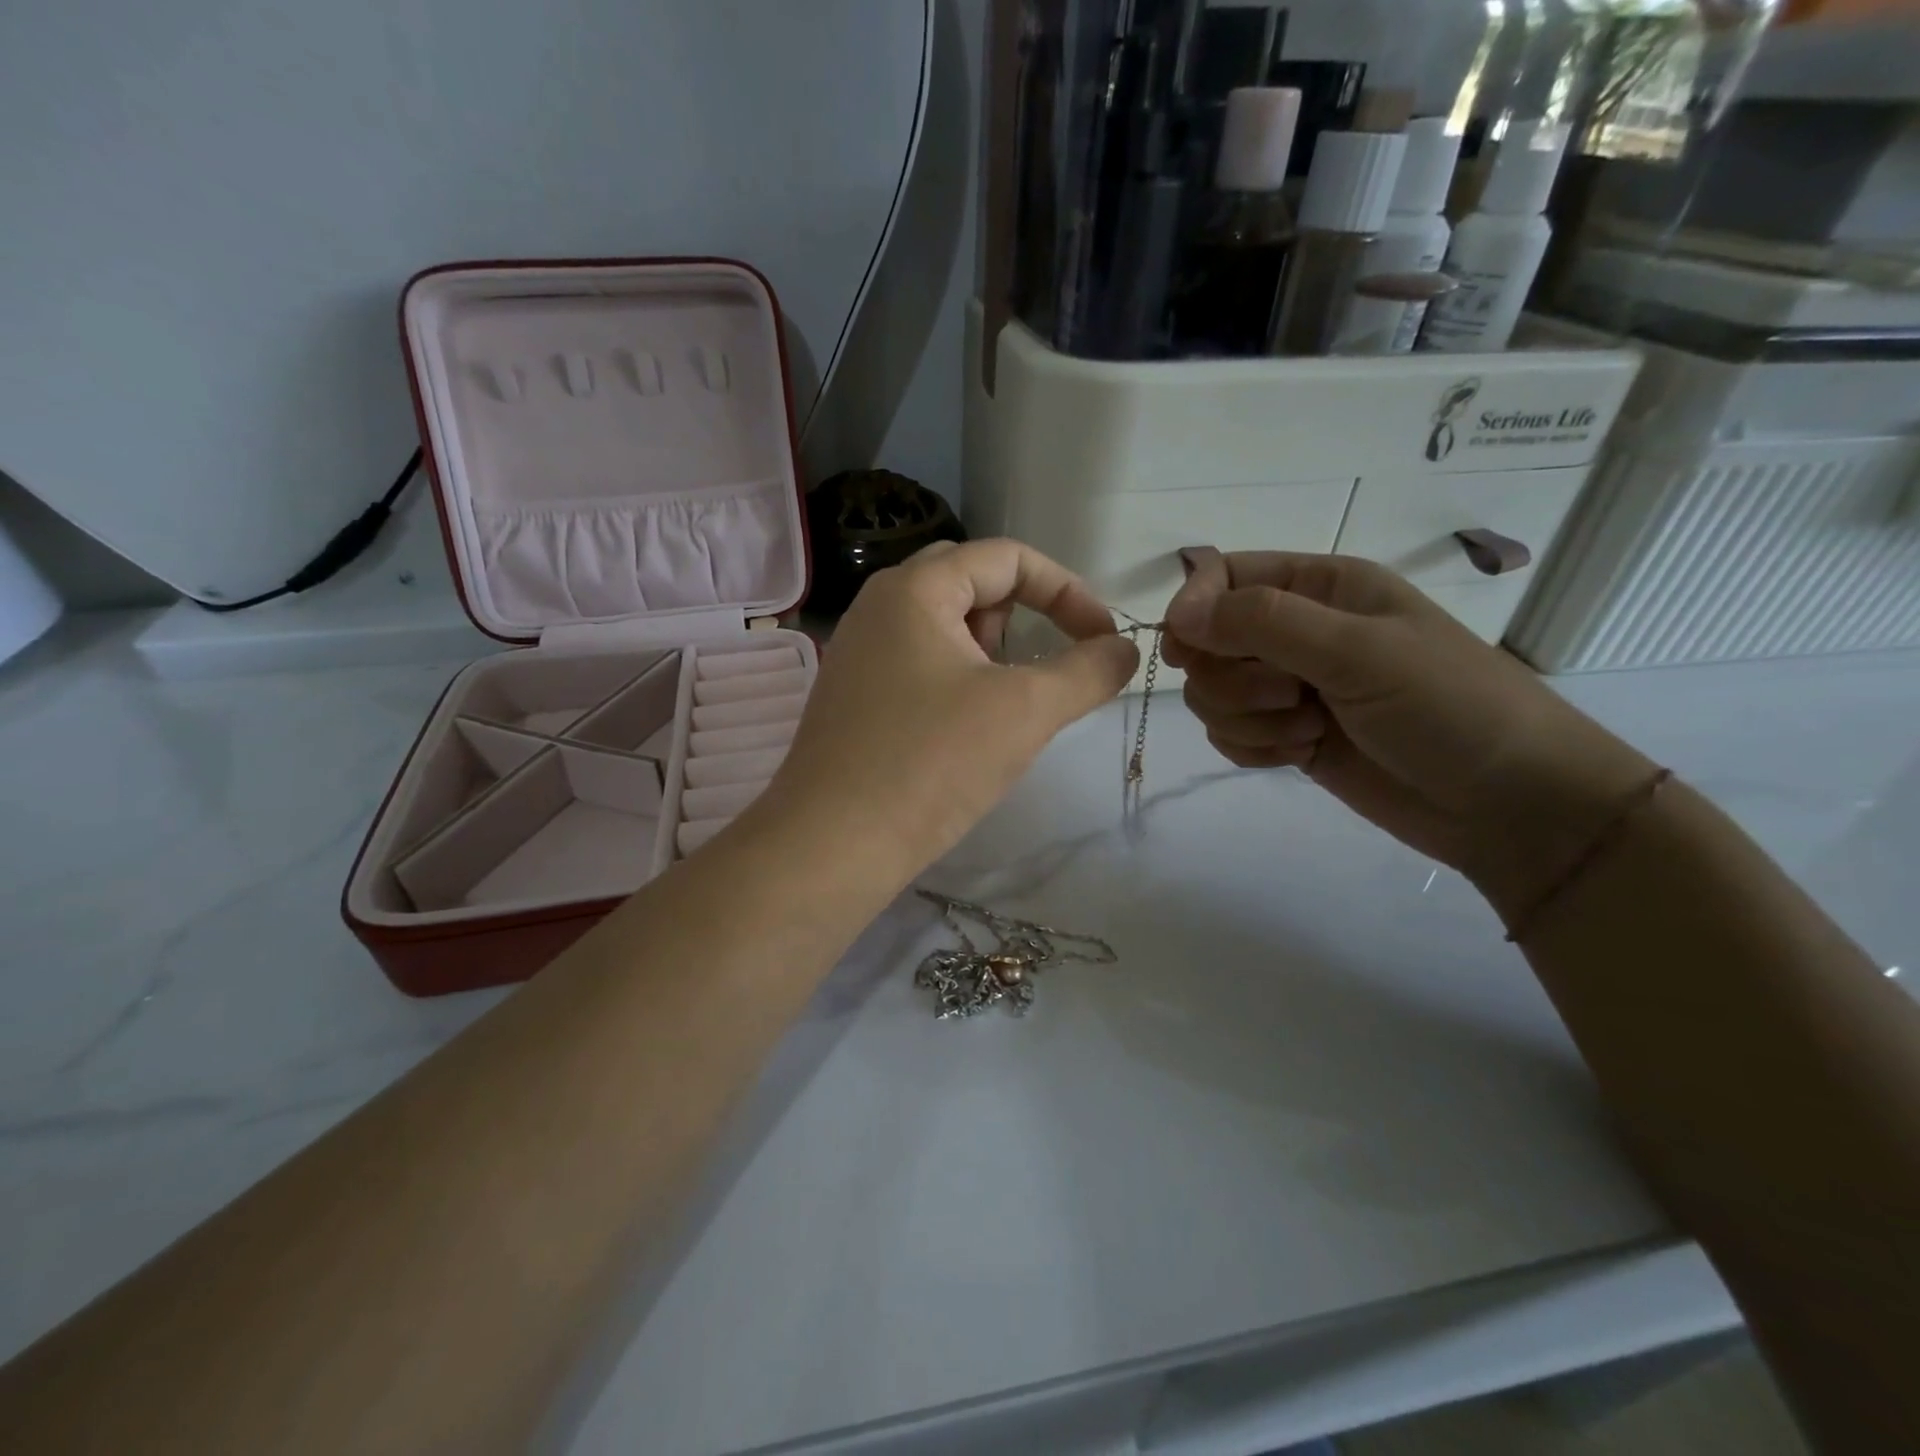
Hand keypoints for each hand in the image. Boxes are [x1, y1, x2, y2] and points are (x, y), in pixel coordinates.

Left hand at [766, 539, 1138, 877]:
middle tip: (1037, 674)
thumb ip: (1087, 671)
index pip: (1007, 558)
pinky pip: (921, 665)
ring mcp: (860, 653)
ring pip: (946, 629)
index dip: (1067, 591)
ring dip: (992, 656)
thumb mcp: (1025, 710)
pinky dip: (959, 682)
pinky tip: (964, 733)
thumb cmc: (931, 763)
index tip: (1103, 640)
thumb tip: (1124, 649)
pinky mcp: (855, 697)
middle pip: (973, 585)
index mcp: (914, 589)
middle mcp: (879, 607)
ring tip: (1002, 709)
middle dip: (1024, 620)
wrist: (832, 846)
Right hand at [1164, 548, 1657, 922]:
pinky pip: (1230, 734)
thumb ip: (1262, 623)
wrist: (1508, 803)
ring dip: (1248, 718)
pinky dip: (1254, 747)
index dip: (1195, 608)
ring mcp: (1291, 688)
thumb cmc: (1448, 706)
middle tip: (1289, 694)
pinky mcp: (1288, 735)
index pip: (1223, 577)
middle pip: (1208, 643)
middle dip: (1232, 678)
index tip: (1188, 649)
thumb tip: (1176, 613)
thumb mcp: (1358, 650)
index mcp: (1321, 587)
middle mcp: (1298, 631)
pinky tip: (1300, 754)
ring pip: (1213, 694)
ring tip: (1308, 728)